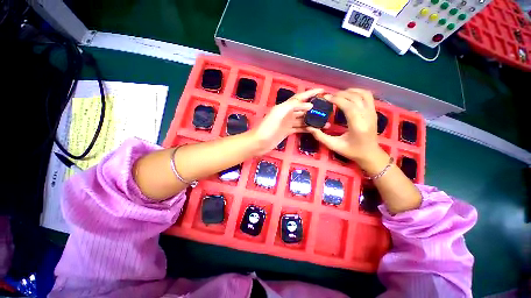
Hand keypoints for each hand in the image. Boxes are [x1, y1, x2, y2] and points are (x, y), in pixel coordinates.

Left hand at [251, 88, 323, 154]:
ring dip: (312, 119)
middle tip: (327, 109)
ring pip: (303, 119)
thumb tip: (309, 105)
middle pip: (303, 108)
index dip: (311, 93)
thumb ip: (293, 106)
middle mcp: (288, 113)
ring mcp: (288, 123)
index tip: (322, 91)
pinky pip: (300, 128)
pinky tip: (315, 129)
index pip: (300, 97)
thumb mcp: (278, 113)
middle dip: (314, 108)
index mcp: (285, 107)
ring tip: (325, 122)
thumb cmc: (268, 127)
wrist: (260, 142)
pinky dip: (307, 128)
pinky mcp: (288, 131)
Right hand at [306, 88, 384, 167]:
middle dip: (341, 94)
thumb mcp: (334, 146)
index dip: (337, 99)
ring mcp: (372, 113)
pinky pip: (368, 97)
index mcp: (357, 126)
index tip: (326, 98)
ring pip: (363, 94)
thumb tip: (310, 128)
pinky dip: (358, 92)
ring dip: (350, 91)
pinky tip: (349, 95)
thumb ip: (320, 137)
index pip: (349, 106)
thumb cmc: (351, 151)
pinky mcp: (374, 112)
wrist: (370, 154)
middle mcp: (367, 117)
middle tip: (329, 97)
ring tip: (338, 95)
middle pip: (355, 98)